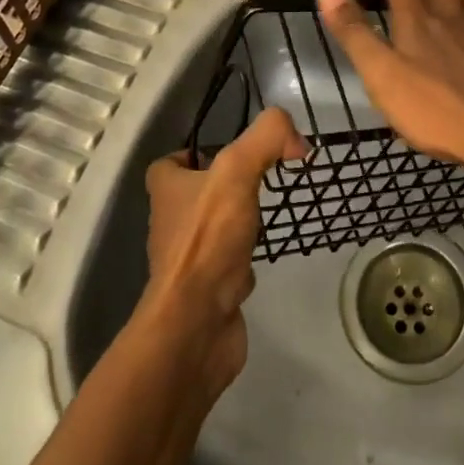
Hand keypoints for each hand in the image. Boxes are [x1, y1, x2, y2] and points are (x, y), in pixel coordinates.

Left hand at [139, 106, 306, 396]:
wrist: (196, 325)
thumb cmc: (208, 240)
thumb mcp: (237, 171)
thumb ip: (266, 139)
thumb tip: (296, 139)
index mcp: (167, 190)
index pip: (170, 162)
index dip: (195, 153)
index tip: (232, 152)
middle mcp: (171, 222)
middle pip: (196, 194)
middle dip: (225, 187)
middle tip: (262, 179)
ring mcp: (187, 260)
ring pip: (213, 230)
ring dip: (237, 223)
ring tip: (268, 213)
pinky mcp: (206, 292)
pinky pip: (226, 265)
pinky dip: (244, 260)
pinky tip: (265, 256)